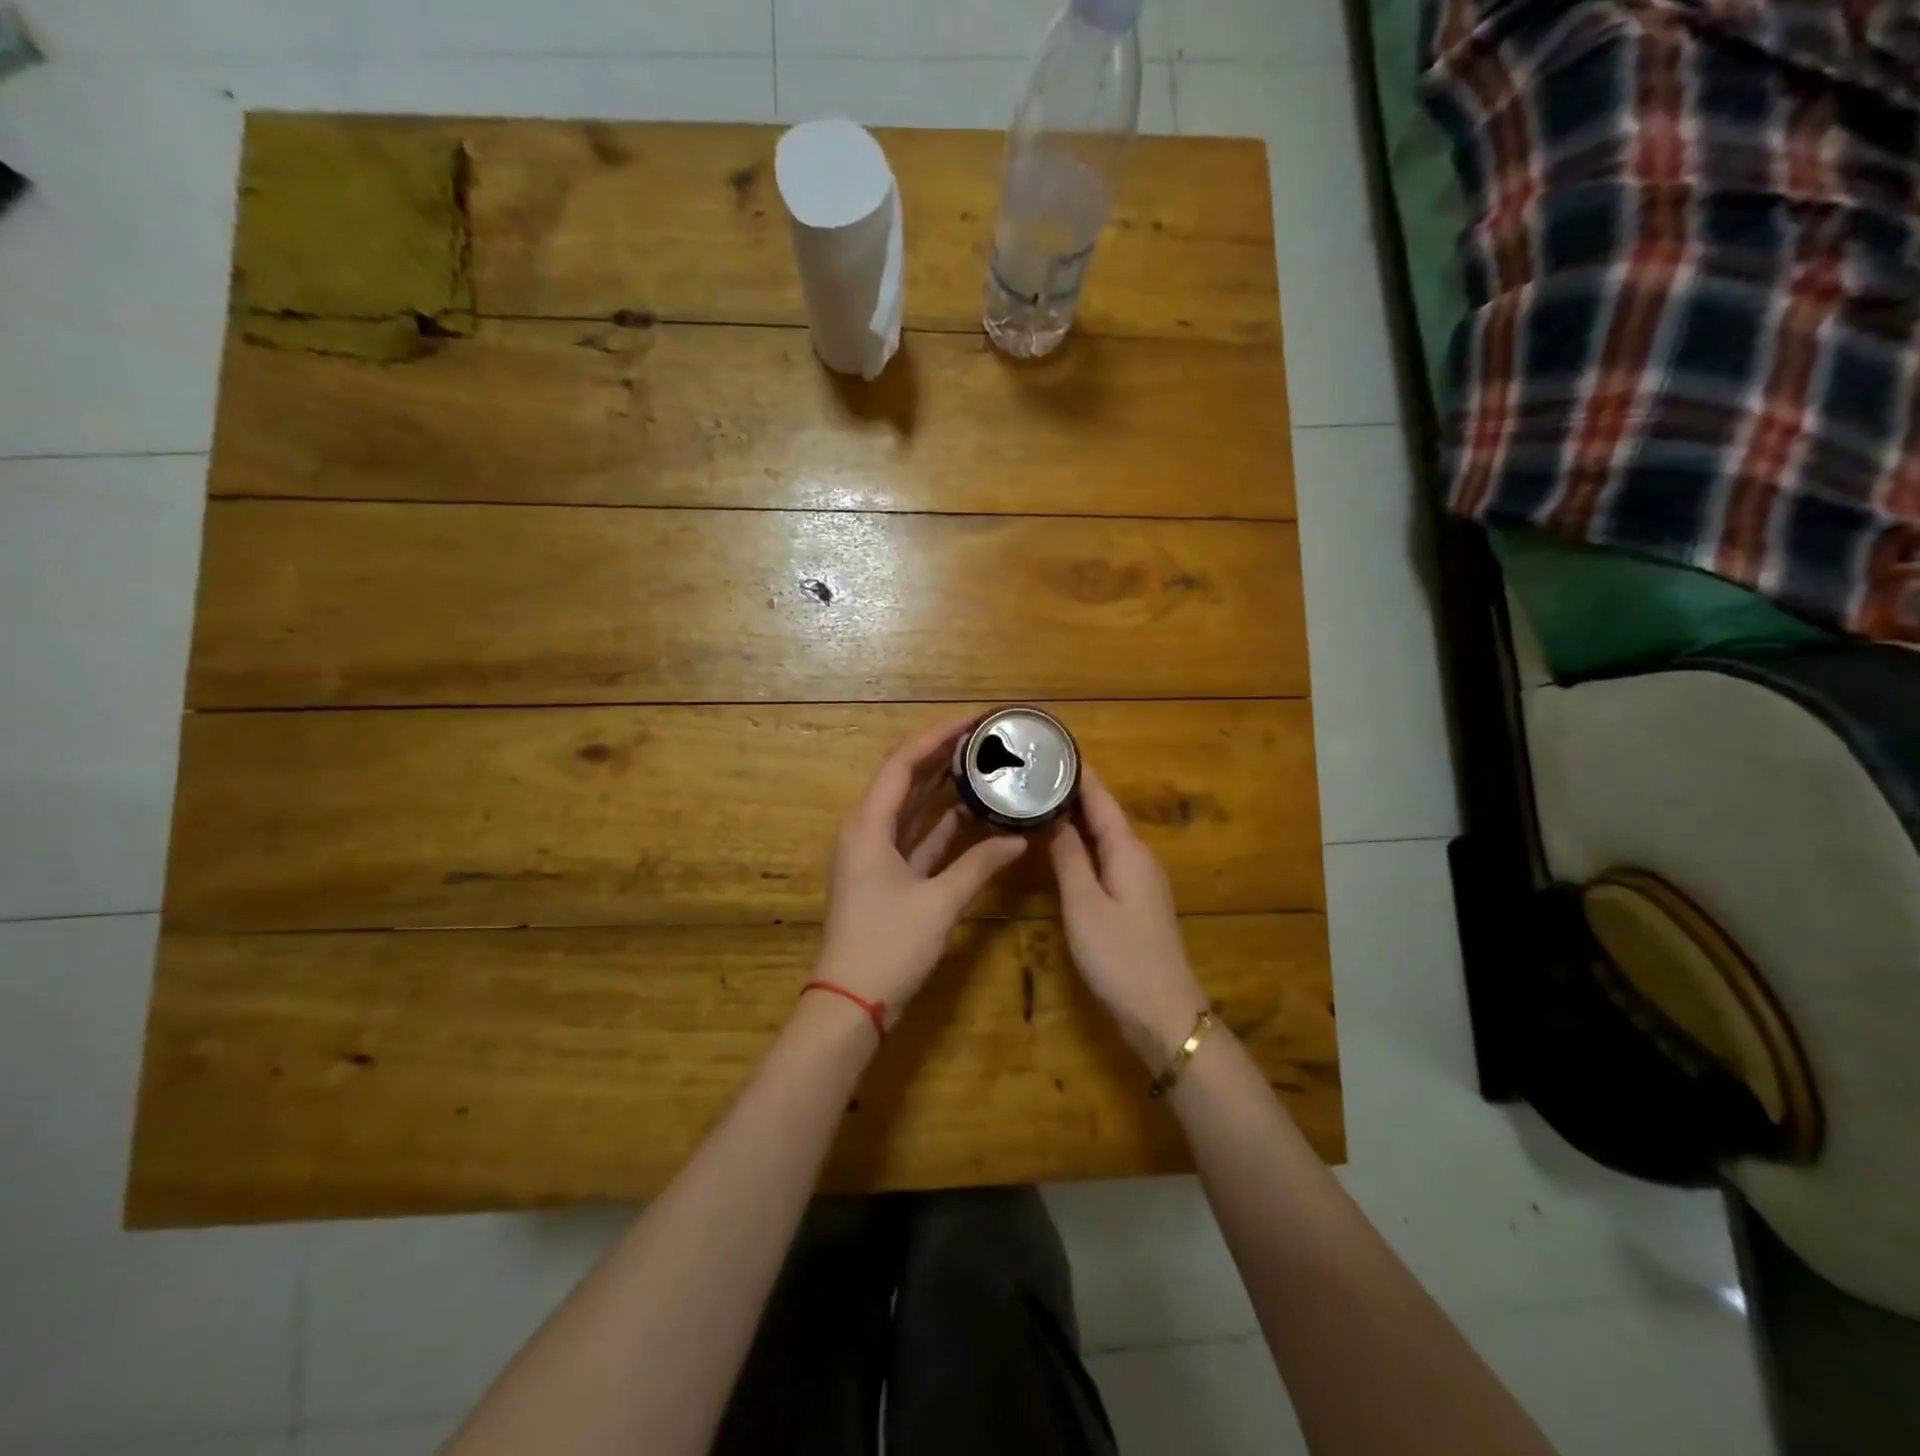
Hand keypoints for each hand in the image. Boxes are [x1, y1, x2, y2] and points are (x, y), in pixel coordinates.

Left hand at [813, 714, 1028, 1027]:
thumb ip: (979, 866)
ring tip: (980, 763)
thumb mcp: (938, 903)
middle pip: (905, 781)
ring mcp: (874, 856)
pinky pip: (916, 839)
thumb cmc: (888, 946)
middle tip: (982, 737)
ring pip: (911, 810)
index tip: (972, 719)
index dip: (937, 736)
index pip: (902, 764)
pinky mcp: (885, 878)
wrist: (851, 1003)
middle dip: (941, 756)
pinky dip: (941, 826)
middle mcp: (867, 832)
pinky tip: (971, 813)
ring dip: (942, 788)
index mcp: (868, 826)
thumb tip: (1018, 838)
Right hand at [1049, 764, 1209, 1066]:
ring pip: (1104, 837)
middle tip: (1032, 773)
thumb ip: (1068, 857)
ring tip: (1039, 802)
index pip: (1100, 798)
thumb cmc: (1120, 956)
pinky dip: (1082, 845)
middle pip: (1103, 814)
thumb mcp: (1084, 904)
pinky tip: (1061, 848)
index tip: (1052, 747)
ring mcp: (1140, 879)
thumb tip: (1053, 815)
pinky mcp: (1135, 900)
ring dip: (1075, 818)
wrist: (1163, 1013)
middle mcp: (1138, 857)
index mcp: (1128, 850)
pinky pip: (1106, 858)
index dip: (1078, 773)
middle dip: (1071, 791)